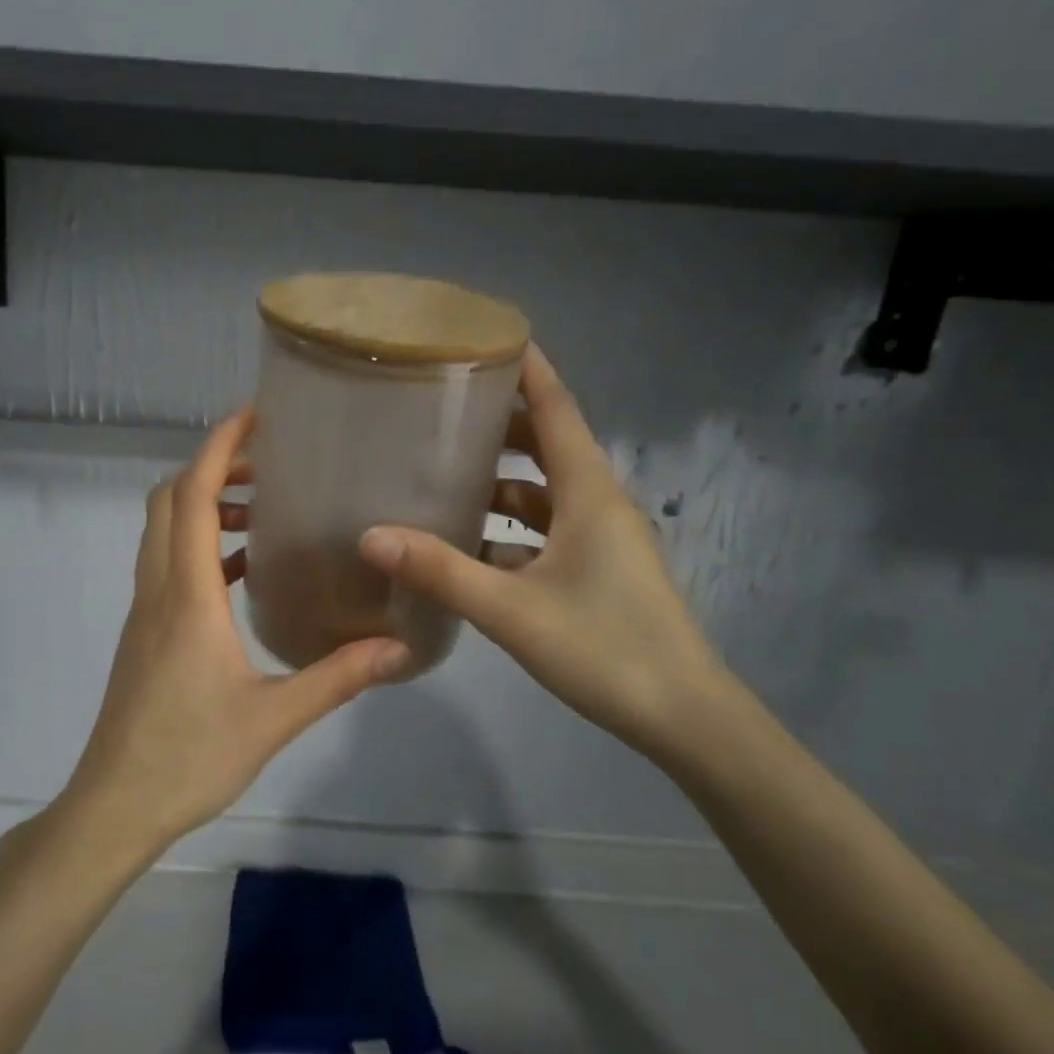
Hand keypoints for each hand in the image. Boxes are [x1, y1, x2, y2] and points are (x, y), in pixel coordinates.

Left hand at [55, 407, 409, 863]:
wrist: (115, 806)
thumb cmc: (189, 757)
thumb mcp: (273, 718)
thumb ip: (337, 677)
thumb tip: (399, 648)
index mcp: (186, 596)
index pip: (192, 497)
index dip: (218, 448)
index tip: (254, 416)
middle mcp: (158, 589)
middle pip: (168, 500)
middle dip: (211, 469)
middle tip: (268, 467)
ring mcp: (144, 611)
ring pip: (163, 531)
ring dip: (203, 507)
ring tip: (262, 512)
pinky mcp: (143, 633)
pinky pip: (166, 565)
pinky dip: (199, 546)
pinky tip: (241, 572)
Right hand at [358, 344, 725, 754]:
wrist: (682, 717)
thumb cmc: (604, 647)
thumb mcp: (512, 609)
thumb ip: (441, 571)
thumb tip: (371, 536)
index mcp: (589, 492)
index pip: (556, 409)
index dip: (527, 369)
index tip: (487, 337)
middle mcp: (598, 505)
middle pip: (546, 446)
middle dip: (498, 426)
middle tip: (440, 413)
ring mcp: (600, 541)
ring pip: (543, 494)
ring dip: (499, 484)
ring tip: (441, 478)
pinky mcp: (596, 573)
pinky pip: (545, 534)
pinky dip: (508, 532)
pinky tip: (466, 548)